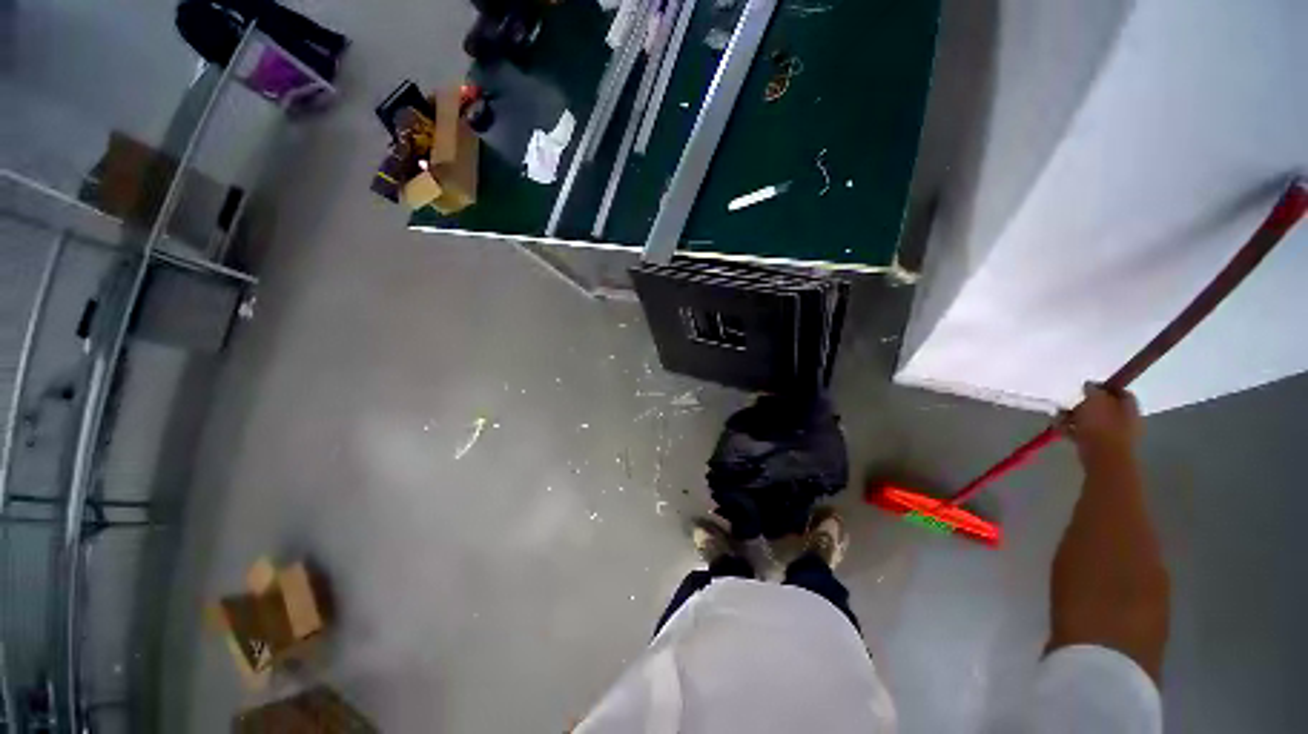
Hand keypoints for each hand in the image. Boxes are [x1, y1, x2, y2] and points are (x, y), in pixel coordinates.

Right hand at [1061, 382, 1140, 458]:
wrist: (1103, 459)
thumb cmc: (1102, 426)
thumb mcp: (1095, 400)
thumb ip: (1093, 390)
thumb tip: (1089, 385)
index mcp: (1130, 406)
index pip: (1119, 391)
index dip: (1103, 387)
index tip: (1085, 387)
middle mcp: (1126, 419)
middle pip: (1105, 406)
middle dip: (1085, 404)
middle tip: (1070, 404)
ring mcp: (1114, 434)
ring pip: (1093, 420)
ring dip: (1076, 418)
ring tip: (1059, 418)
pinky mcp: (1101, 446)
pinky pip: (1086, 433)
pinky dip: (1073, 430)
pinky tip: (1060, 429)